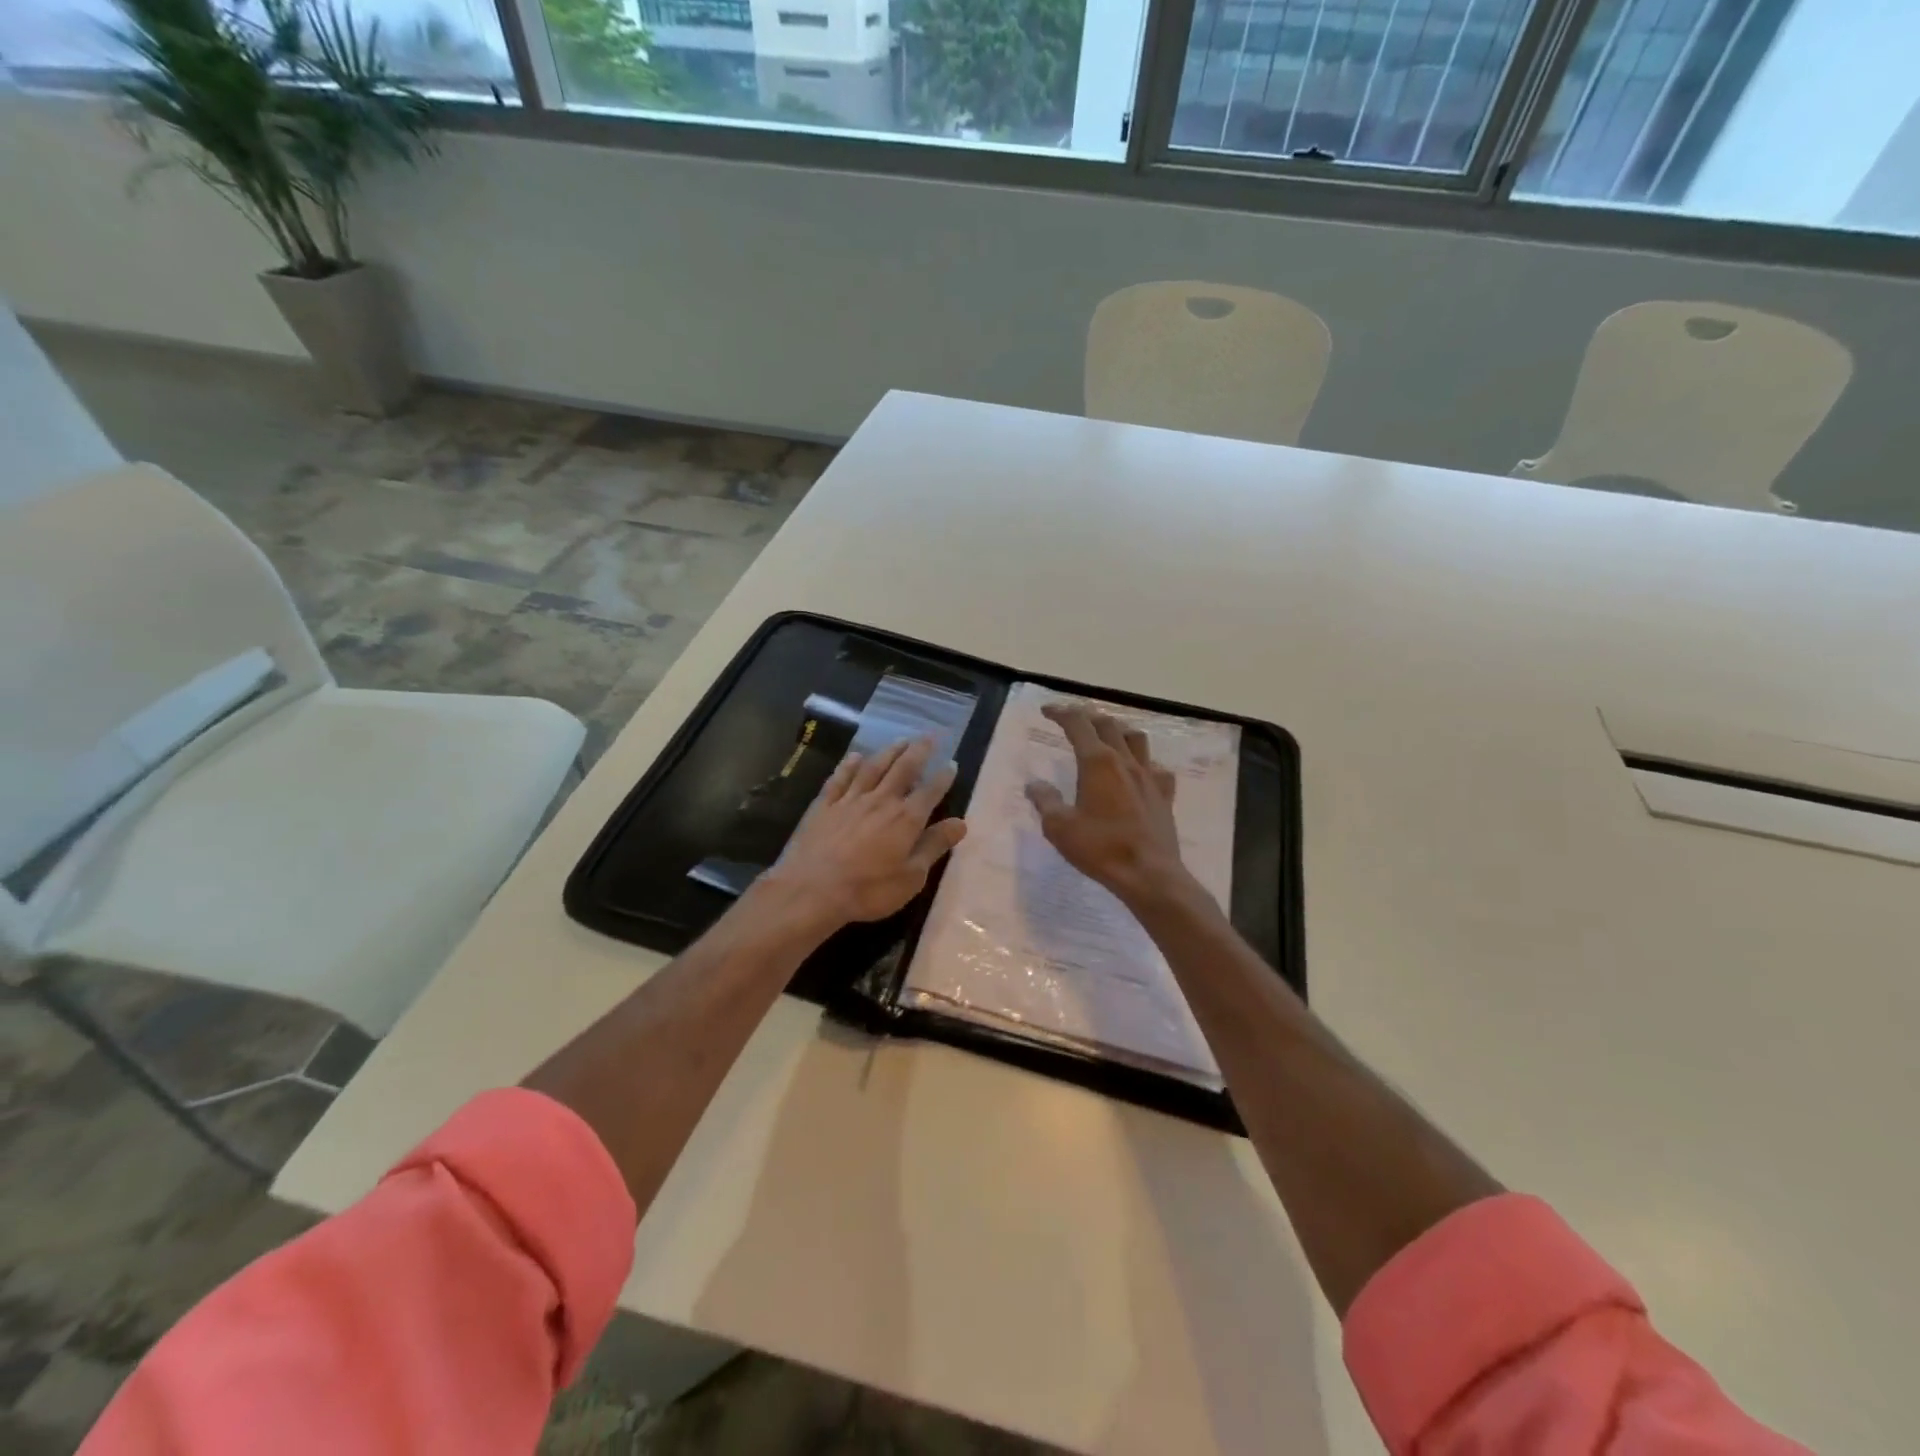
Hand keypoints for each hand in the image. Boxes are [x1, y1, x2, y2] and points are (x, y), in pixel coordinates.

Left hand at [763, 737, 967, 928]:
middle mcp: (881, 801)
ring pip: (874, 767)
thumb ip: (934, 846)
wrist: (813, 890)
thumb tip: (960, 823)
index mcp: (906, 819)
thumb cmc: (868, 889)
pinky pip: (841, 778)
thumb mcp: (911, 876)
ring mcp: (851, 800)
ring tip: (901, 739)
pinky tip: (856, 757)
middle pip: (903, 769)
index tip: (952, 763)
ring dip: (889, 752)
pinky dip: (850, 765)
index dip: (943, 777)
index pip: (930, 791)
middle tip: (930, 736)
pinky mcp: (825, 805)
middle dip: (919, 751)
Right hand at [1025, 703, 1193, 907]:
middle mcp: (1125, 761)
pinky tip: (1139, 771)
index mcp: (1097, 762)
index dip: (1061, 713)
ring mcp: (1149, 776)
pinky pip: (1157, 767)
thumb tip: (1035, 784)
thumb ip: (1045, 801)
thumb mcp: (1060, 827)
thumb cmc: (1100, 848)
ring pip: (1136, 738)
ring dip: (1118, 729)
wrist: (1149, 874)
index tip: (1047, 710)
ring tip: (1107, 734)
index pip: (1078, 725)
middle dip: (1087, 716)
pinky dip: (1144, 761)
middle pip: (1108, 724)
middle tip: (1072, 719)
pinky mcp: (1164, 795)